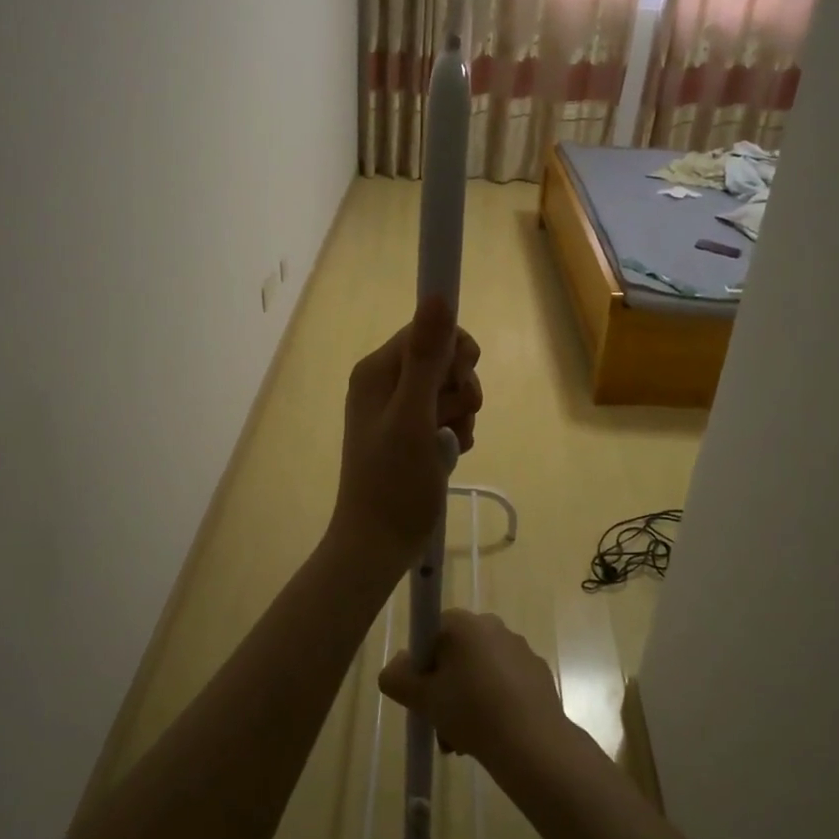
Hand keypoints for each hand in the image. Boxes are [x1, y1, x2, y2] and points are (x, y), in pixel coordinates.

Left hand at [329, 296, 482, 566]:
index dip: (453, 352)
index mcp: (377, 371)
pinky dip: (455, 433)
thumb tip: (438, 295)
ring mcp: (398, 409)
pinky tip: (449, 455)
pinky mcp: (410, 433)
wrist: (379, 543)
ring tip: (448, 445)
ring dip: (460, 415)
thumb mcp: (414, 417)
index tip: (461, 380)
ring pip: (450, 390)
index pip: (428, 330)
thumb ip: (428, 357)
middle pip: (443, 360)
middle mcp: (385, 383)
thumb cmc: (394, 482)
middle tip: (451, 419)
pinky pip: (446, 416)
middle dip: (459, 388)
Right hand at [378, 610, 566, 770]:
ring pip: (481, 672)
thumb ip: (396, 678)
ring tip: (462, 741)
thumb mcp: (421, 698)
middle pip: (457, 654)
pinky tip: (491, 736)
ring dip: (467, 700)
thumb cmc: (470, 711)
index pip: (433, 632)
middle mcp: (494, 627)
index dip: (423, 663)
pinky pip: (506, 684)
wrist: (531, 743)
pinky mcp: (538, 674)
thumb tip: (396, 668)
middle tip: (439, 722)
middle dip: (445, 687)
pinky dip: (495, 704)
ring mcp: (520, 650)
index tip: (423, 693)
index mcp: (465, 624)